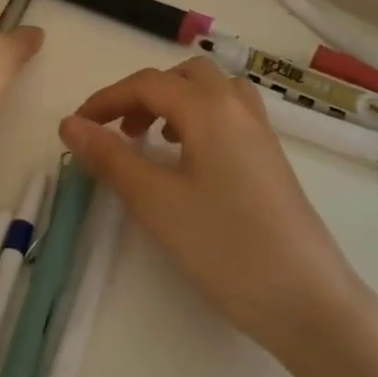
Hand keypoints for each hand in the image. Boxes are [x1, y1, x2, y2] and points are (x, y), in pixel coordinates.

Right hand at [59, 58, 369, 356]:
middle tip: (119, 131)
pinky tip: (190, 160)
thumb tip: (70, 124)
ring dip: (175, 102)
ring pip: (211, 91)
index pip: (146, 84)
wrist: (307, 299)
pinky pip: (230, 114)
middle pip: (182, 76)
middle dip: (143, 94)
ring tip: (153, 139)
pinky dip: (200, 118)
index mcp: (209, 108)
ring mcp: (261, 132)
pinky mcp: (272, 157)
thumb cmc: (224, 246)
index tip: (76, 128)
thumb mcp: (155, 202)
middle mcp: (237, 107)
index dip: (106, 100)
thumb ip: (110, 157)